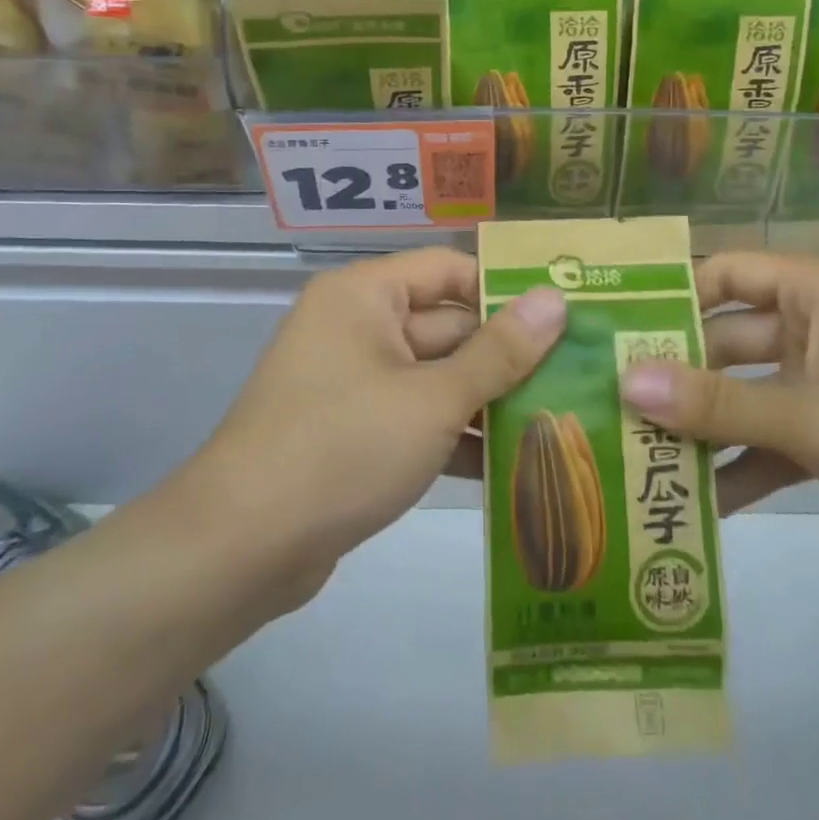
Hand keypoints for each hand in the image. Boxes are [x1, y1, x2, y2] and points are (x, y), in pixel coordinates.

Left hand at [184, 248, 564, 587]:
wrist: (240, 548)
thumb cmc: (343, 448)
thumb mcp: (433, 399)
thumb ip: (499, 352)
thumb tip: (555, 299)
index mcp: (366, 296)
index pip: (450, 270)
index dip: (506, 291)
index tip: (565, 318)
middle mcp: (357, 327)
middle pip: (447, 327)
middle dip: (506, 358)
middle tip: (577, 378)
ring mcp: (352, 382)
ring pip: (435, 378)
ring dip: (487, 404)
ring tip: (558, 423)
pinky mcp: (351, 431)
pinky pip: (414, 418)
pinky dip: (452, 438)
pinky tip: (509, 469)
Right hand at [618, 254, 818, 588]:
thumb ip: (721, 404)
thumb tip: (625, 381)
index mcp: (817, 291)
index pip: (722, 274)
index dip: (666, 297)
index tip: (606, 331)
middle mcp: (816, 327)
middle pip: (726, 339)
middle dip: (675, 374)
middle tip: (604, 404)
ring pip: (747, 396)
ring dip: (703, 426)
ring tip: (636, 457)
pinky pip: (775, 440)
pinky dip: (743, 466)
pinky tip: (698, 502)